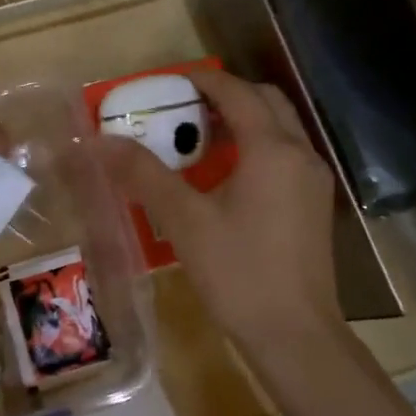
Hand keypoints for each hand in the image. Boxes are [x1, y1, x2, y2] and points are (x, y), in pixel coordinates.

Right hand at [97, 71, 346, 362]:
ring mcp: (313, 182)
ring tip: (198, 139)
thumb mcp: (184, 221)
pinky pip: (284, 157)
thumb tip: (101, 141)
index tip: (168, 82)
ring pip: (278, 130)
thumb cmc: (239, 273)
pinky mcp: (314, 206)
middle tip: (184, 106)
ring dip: (242, 122)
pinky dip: (255, 148)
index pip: (237, 92)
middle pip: (266, 102)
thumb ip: (143, 175)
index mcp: (272, 150)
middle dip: (226, 95)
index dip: (202, 79)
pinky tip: (223, 178)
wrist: (296, 336)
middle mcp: (301, 155)